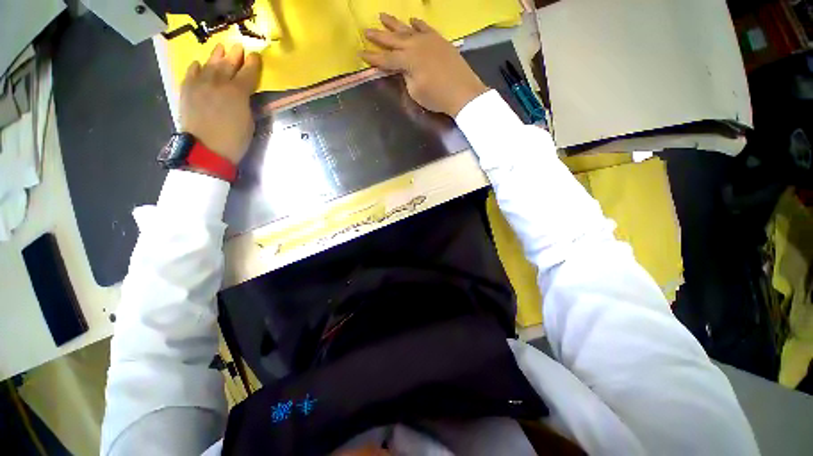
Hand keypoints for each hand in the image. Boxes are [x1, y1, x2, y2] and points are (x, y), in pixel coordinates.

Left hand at [180, 43, 260, 164]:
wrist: (206, 150)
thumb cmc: (234, 140)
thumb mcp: (249, 121)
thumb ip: (246, 103)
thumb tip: (244, 93)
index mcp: (237, 93)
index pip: (247, 73)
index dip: (252, 64)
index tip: (255, 56)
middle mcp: (217, 83)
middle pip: (227, 64)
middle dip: (234, 55)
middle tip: (238, 46)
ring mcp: (199, 85)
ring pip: (209, 65)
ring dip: (216, 56)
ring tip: (220, 49)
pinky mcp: (187, 91)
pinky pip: (191, 73)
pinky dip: (196, 67)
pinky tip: (198, 64)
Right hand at [361, 13, 488, 116]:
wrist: (463, 92)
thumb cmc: (437, 97)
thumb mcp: (415, 91)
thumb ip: (406, 77)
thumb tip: (404, 69)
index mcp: (408, 60)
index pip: (386, 59)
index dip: (373, 57)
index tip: (360, 53)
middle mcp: (416, 45)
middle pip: (394, 40)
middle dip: (379, 36)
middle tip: (366, 30)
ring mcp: (428, 40)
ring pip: (407, 29)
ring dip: (394, 23)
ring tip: (382, 16)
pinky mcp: (439, 40)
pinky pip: (425, 28)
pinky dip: (417, 23)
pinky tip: (412, 19)